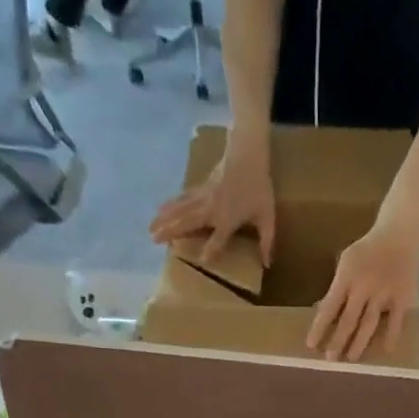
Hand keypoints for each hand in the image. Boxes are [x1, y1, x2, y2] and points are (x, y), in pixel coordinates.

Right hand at [149, 134, 276, 265]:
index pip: (218, 239)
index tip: (202, 260)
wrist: (248, 153)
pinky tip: (161, 208)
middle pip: (189, 222)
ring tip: (150, 228)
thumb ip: (267, 242)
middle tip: (154, 240)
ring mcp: (204, 197)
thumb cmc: (259, 188)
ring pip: (181, 209)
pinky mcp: (201, 188)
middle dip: (171, 231)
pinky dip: (171, 203)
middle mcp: (212, 210)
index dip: (211, 250)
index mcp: (228, 220)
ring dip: (165, 218)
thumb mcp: (268, 217)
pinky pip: (183, 198)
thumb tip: (268, 264)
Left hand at [306, 214, 418, 360]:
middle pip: (349, 319)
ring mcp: (385, 293)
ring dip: (359, 343)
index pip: (329, 307)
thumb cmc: (367, 250)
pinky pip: (396, 320)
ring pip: (369, 323)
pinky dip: (391, 335)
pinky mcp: (402, 297)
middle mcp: (364, 287)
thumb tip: (324, 313)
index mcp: (347, 276)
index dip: (319, 327)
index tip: (311, 345)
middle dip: (338, 341)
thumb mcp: (346, 261)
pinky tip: (386, 350)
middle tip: (330, 359)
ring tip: (351, 359)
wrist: (400, 233)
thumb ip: (338, 286)